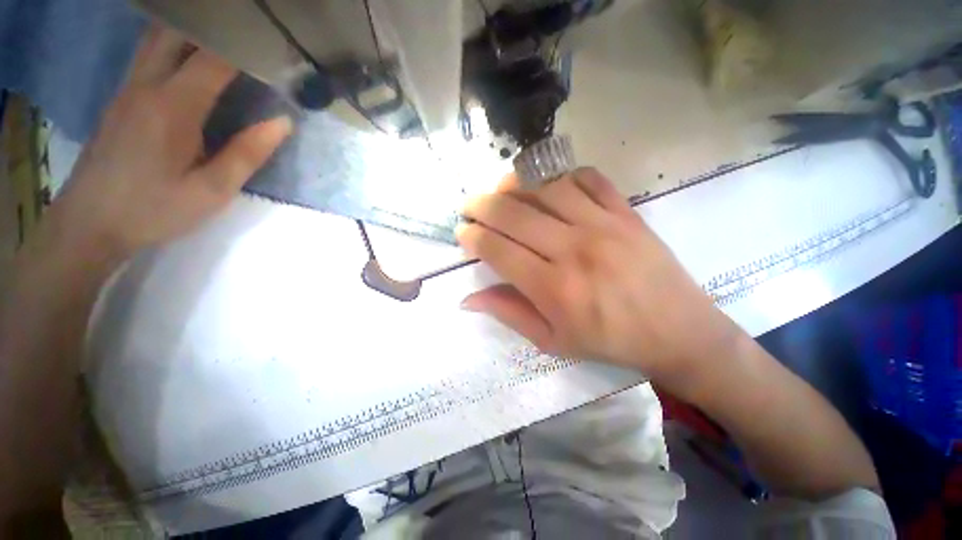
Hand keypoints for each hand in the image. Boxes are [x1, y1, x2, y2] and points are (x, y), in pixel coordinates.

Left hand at [53, 25, 291, 257]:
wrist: (89, 223)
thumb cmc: (154, 209)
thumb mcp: (212, 190)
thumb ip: (247, 153)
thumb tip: (283, 122)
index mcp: (173, 106)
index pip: (214, 57)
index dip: (245, 46)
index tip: (273, 46)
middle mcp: (146, 84)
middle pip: (178, 31)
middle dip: (215, 25)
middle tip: (248, 33)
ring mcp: (128, 87)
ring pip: (159, 37)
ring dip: (191, 30)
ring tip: (224, 37)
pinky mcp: (121, 97)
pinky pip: (148, 54)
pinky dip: (174, 44)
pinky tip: (191, 56)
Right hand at [457, 168, 739, 384]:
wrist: (677, 331)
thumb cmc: (609, 341)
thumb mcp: (552, 340)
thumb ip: (508, 313)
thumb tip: (467, 299)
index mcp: (553, 288)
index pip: (497, 250)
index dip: (472, 237)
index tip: (462, 232)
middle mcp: (573, 249)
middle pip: (514, 213)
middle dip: (481, 205)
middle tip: (469, 206)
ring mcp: (603, 225)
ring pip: (546, 187)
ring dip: (514, 183)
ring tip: (500, 189)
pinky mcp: (626, 212)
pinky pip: (587, 178)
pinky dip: (560, 175)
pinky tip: (548, 185)